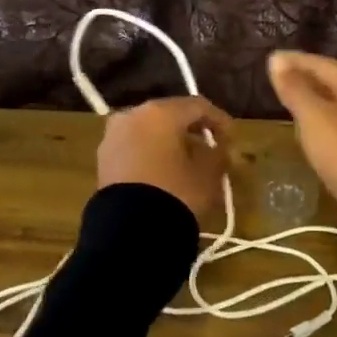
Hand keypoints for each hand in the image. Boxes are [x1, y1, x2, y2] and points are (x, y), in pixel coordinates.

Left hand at [96, 96, 233, 224]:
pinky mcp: (104, 159)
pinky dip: (151, 153)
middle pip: (170, 115)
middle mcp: (133, 114)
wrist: (130, 231)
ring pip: (149, 130)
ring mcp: (113, 135)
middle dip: (191, 129)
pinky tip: (164, 171)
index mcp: (160, 112)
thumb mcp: (208, 174)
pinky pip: (134, 147)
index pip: (197, 106)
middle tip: (210, 146)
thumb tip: (219, 148)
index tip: (232, 137)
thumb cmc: (176, 192)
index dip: (219, 120)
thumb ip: (218, 154)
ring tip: (187, 161)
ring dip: (169, 141)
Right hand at [267, 51, 336, 230]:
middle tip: (280, 79)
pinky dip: (327, 121)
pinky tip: (315, 131)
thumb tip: (277, 60)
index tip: (271, 60)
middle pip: (335, 82)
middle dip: (307, 78)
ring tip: (294, 103)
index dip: (295, 61)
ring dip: (317, 100)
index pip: (322, 64)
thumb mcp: (314, 117)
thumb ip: (294, 88)